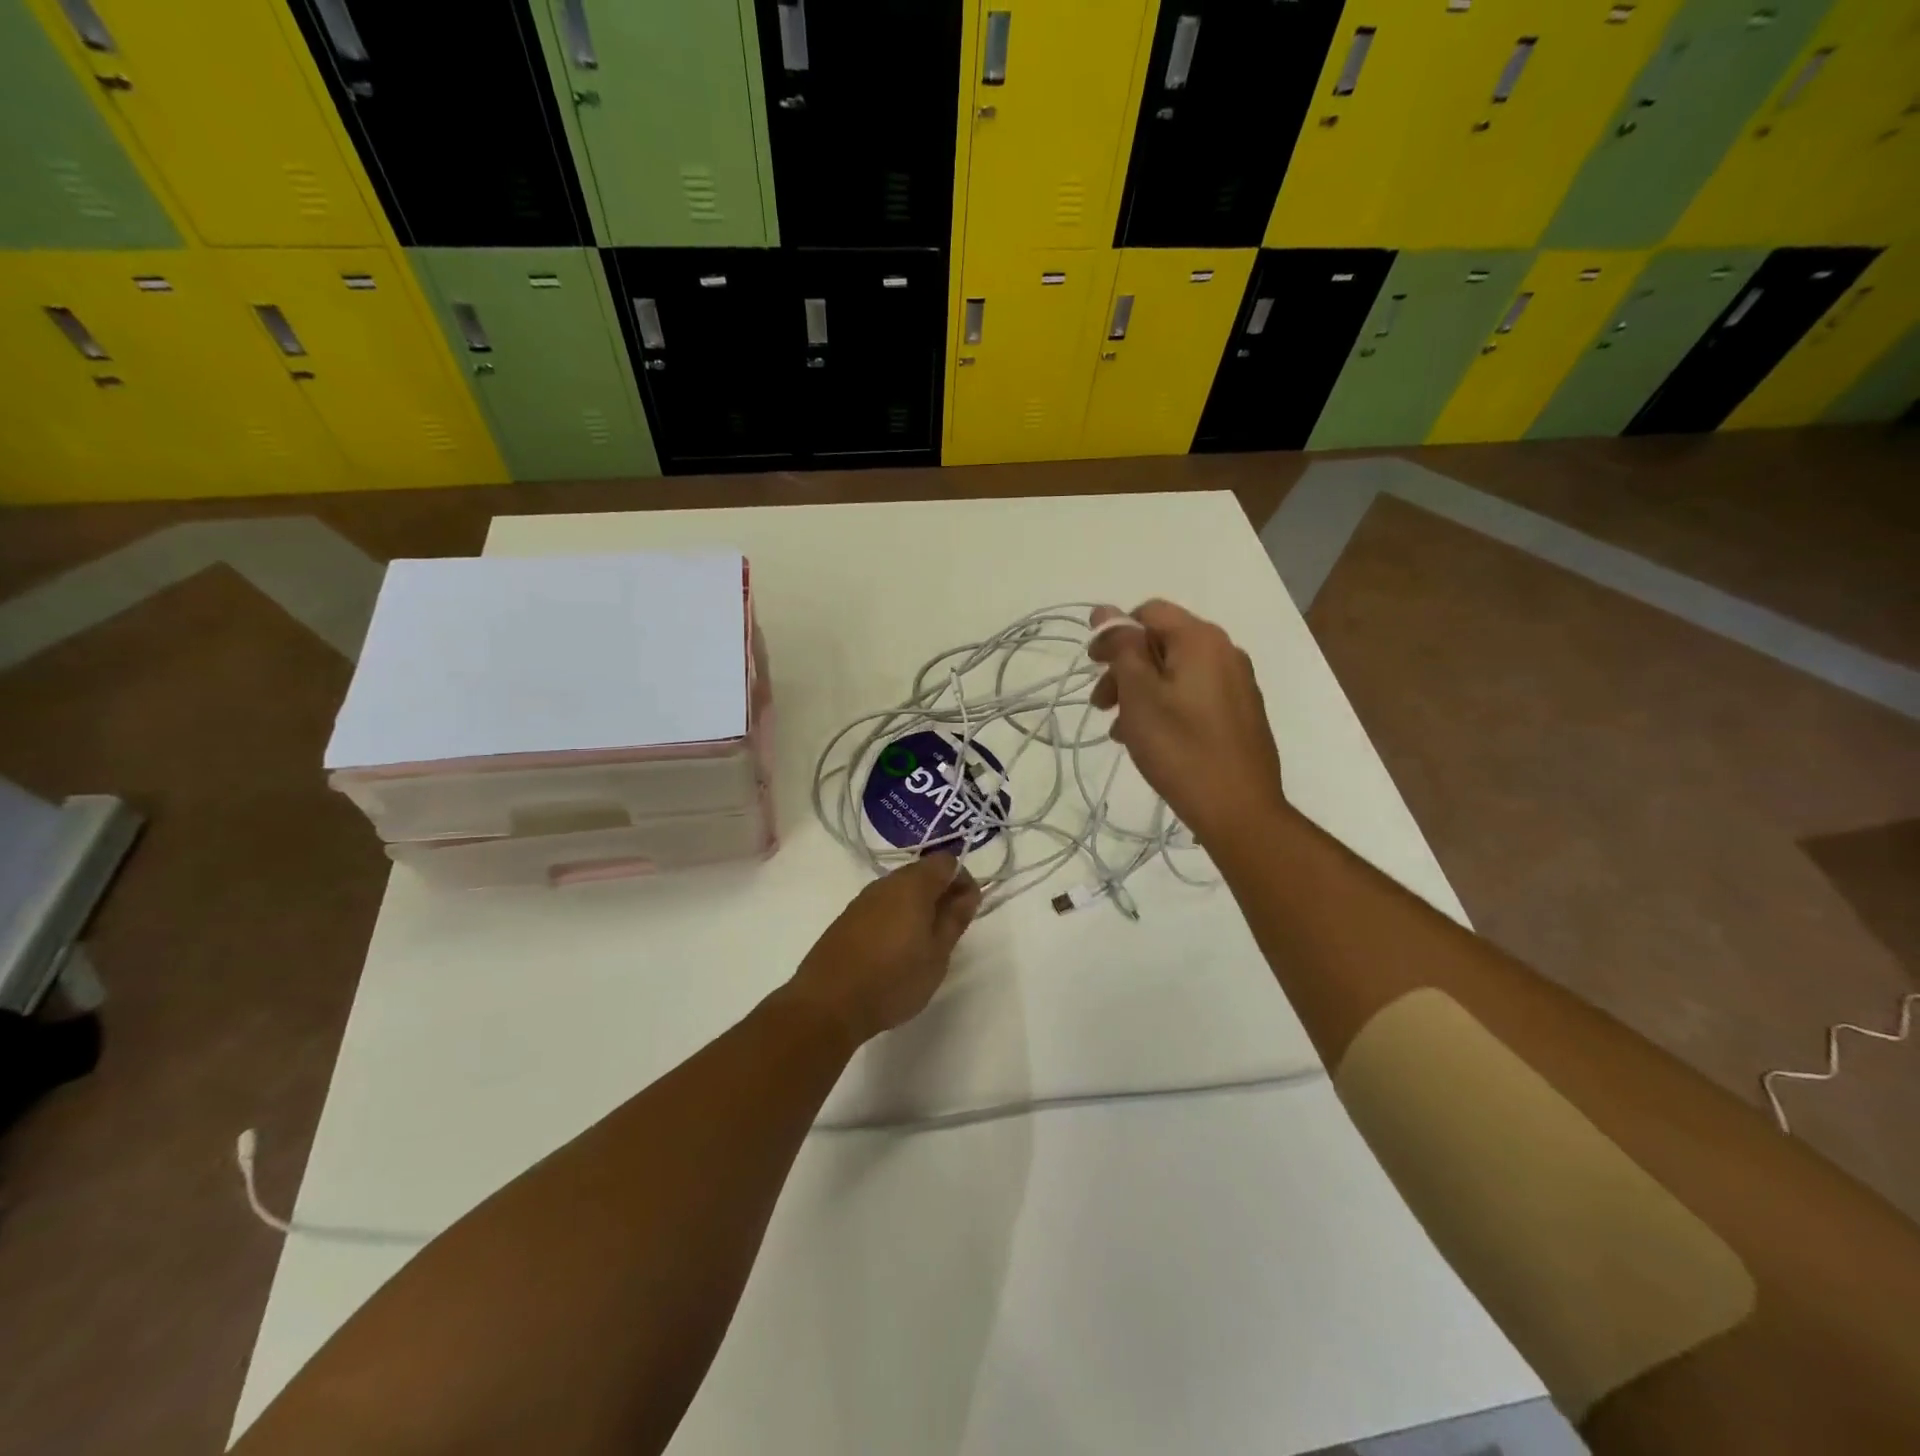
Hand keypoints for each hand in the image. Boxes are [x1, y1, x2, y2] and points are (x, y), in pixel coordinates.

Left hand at [784, 854, 983, 1046]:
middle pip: (922, 873)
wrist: (827, 1003)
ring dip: (918, 908)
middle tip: (949, 931)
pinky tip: (895, 951)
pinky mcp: (847, 919)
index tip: (968, 910)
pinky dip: (896, 919)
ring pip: (900, 891)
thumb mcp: (937, 954)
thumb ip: (955, 918)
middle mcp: (886, 883)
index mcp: (912, 884)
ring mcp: (863, 900)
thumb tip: (969, 892)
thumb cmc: (893, 979)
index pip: (946, 861)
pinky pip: (881, 907)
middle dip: (941, 894)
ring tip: (924, 945)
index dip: (962, 880)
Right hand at [1088, 600, 1286, 844]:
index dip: (1114, 633)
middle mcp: (1225, 652)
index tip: (1093, 668)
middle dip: (1125, 667)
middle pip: (1163, 642)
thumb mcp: (1139, 693)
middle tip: (1101, 705)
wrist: (1239, 809)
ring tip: (1122, 730)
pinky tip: (1151, 739)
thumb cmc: (1181, 747)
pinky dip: (1166, 706)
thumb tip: (1105, 611)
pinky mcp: (1240, 713)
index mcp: (1201, 639)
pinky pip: (1194, 695)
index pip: (1149, 612)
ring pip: (1176, 672)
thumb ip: (1122, 647)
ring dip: (1142, 691)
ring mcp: (1237, 683)